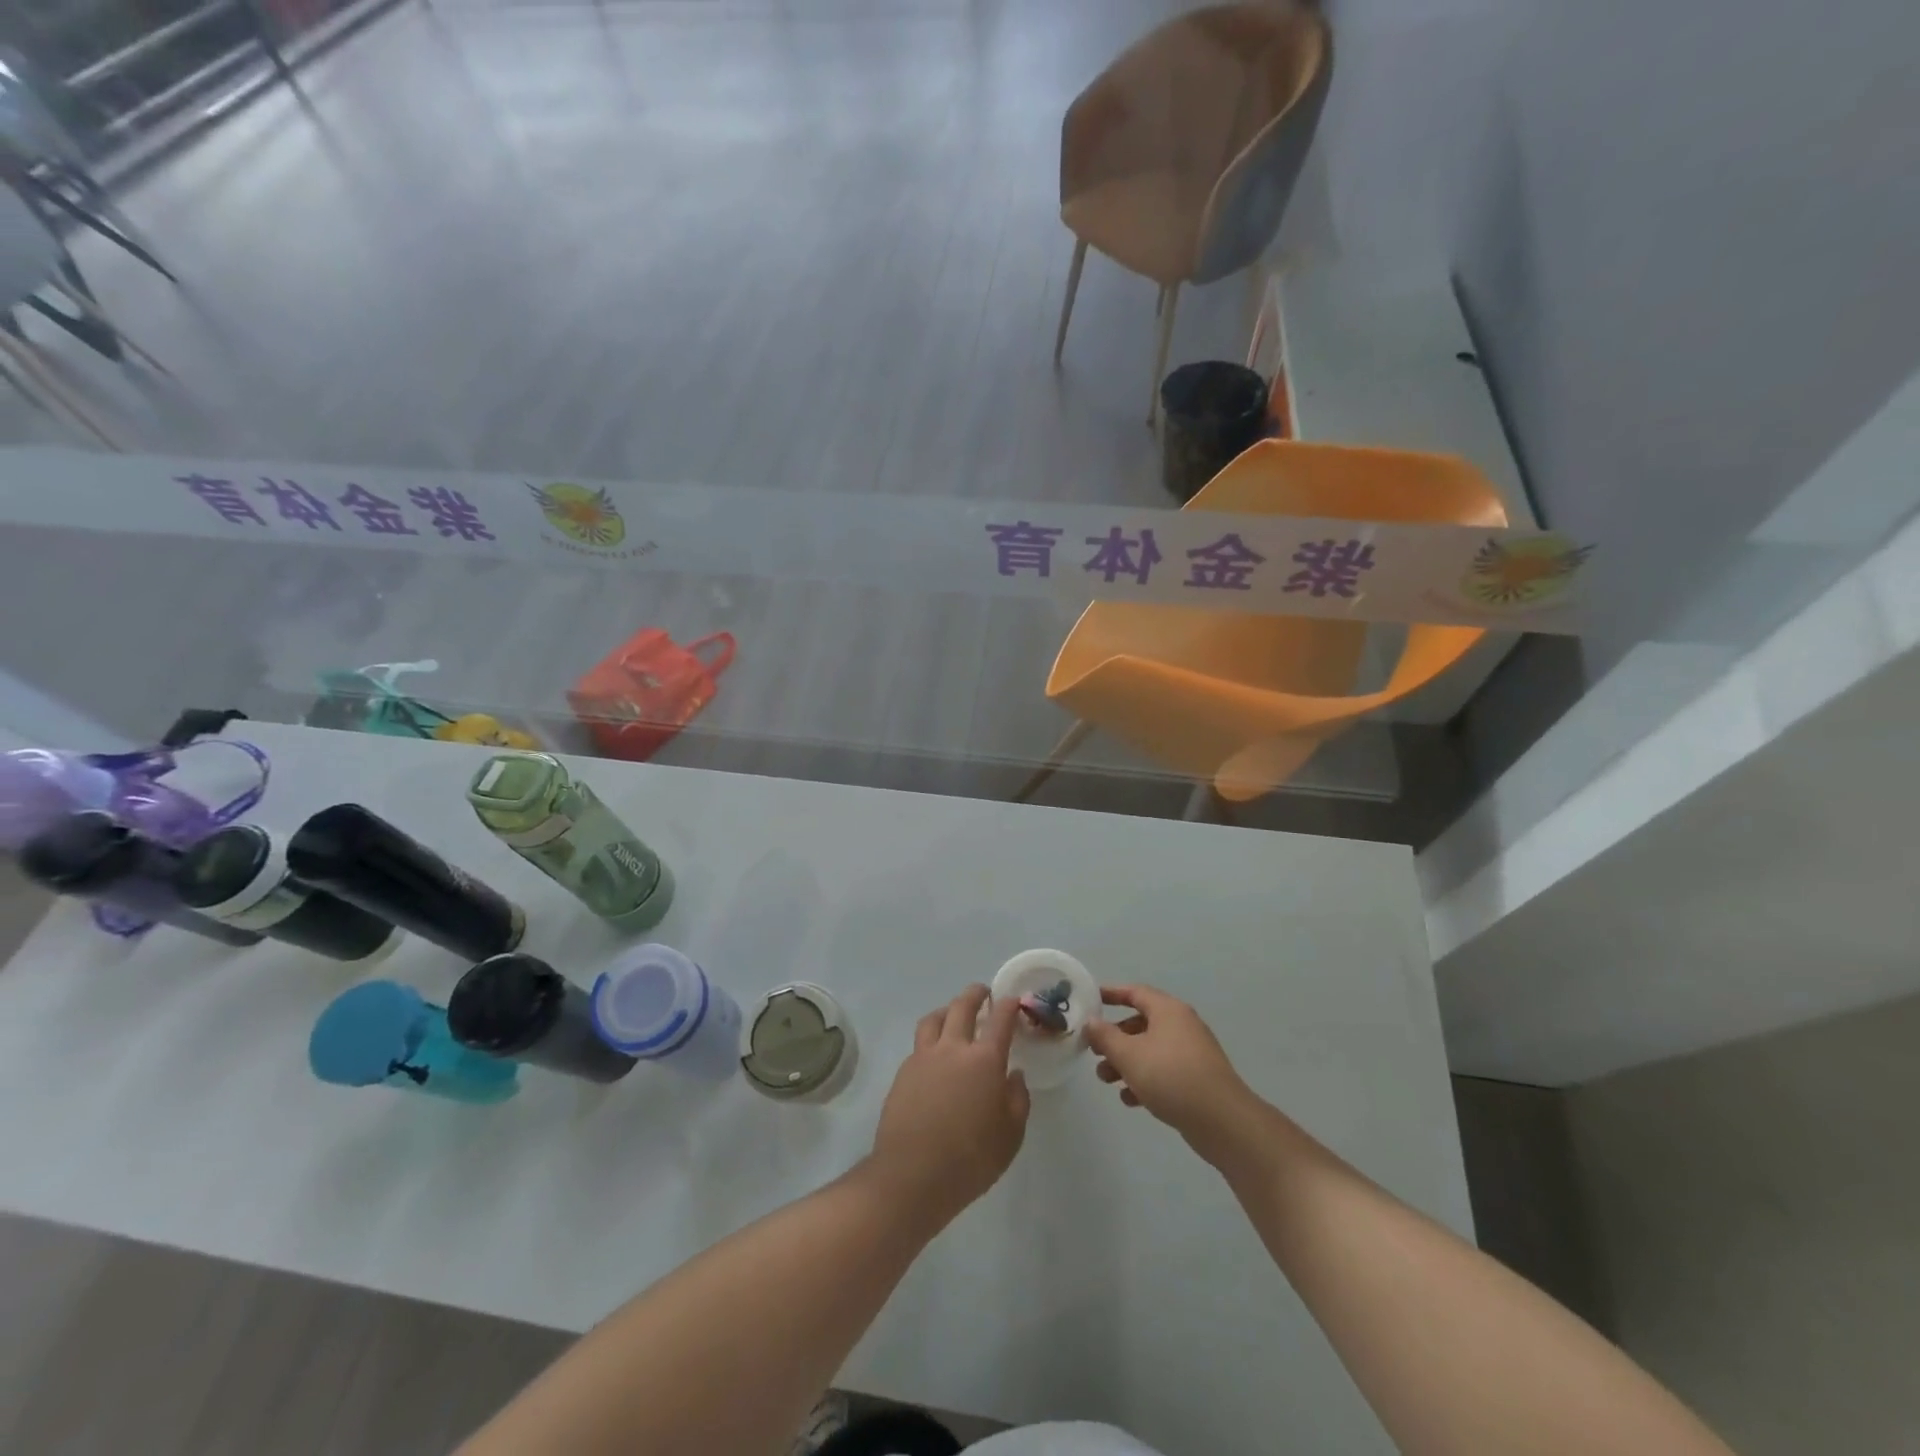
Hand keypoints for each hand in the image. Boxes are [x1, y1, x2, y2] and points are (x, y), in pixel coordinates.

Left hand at [867, 985, 1030, 1228]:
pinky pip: (920, 1043)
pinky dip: (931, 1038)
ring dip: (948, 1009)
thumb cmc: (970, 1159)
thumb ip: (1017, 1100)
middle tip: (983, 993)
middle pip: (962, 1006)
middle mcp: (953, 1048)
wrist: (912, 1175)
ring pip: (935, 1018)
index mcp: (984, 1060)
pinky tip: (936, 1054)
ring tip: (954, 1014)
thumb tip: (1013, 1075)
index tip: (1014, 1000)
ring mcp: (924, 1057)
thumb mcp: (1010, 1136)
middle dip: (976, 994)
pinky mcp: (904, 1072)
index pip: (1000, 1019)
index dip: (1009, 1005)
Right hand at [1084, 985, 1256, 1158]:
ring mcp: (1192, 1053)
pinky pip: (1164, 1071)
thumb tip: (1091, 1021)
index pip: (1135, 992)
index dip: (1111, 994)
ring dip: (1126, 1062)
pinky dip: (1145, 1080)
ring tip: (1106, 1081)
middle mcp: (1182, 1026)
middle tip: (1095, 1051)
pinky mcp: (1197, 1079)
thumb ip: (1105, 1036)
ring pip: (1150, 1050)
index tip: (1091, 999)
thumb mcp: (1129, 1055)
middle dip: (1115, 1038)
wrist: (1223, 1121)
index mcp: (1168, 1010)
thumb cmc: (1171, 1077)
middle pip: (1141, 1023)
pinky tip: (1130, 1100)